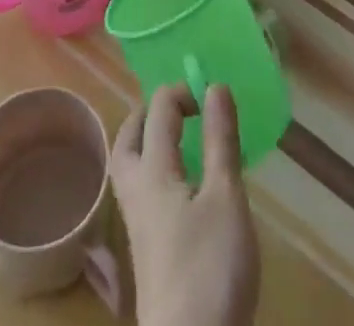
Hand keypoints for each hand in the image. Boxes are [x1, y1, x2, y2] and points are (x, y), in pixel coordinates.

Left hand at [112, 84, 260, 325]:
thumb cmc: (210, 268)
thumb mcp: (226, 197)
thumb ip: (220, 140)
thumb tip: (215, 86)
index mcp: (153, 171)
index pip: (158, 111)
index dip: (184, 92)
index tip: (214, 97)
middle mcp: (136, 192)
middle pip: (128, 138)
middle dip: (149, 113)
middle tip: (180, 108)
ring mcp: (137, 226)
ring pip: (130, 168)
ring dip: (147, 143)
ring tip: (179, 140)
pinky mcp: (146, 253)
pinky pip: (141, 193)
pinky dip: (155, 172)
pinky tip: (182, 188)